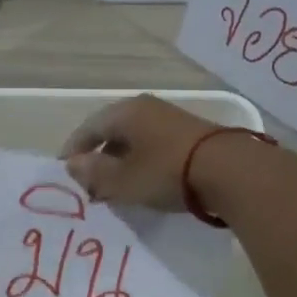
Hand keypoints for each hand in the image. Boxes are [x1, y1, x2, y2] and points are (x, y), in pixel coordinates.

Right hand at [58, 94, 236, 210]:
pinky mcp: (190, 134)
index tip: (64, 172)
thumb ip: (94, 173)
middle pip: (112, 132)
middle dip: (98, 158)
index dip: (73, 150)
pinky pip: (154, 145)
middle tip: (90, 185)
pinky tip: (145, 182)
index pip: (88, 128)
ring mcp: (170, 119)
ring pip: (134, 140)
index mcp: (125, 112)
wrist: (231, 171)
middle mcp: (146, 108)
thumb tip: (72, 165)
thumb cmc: (167, 172)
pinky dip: (142, 162)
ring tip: (116, 188)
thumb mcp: (123, 180)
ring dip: (121, 162)